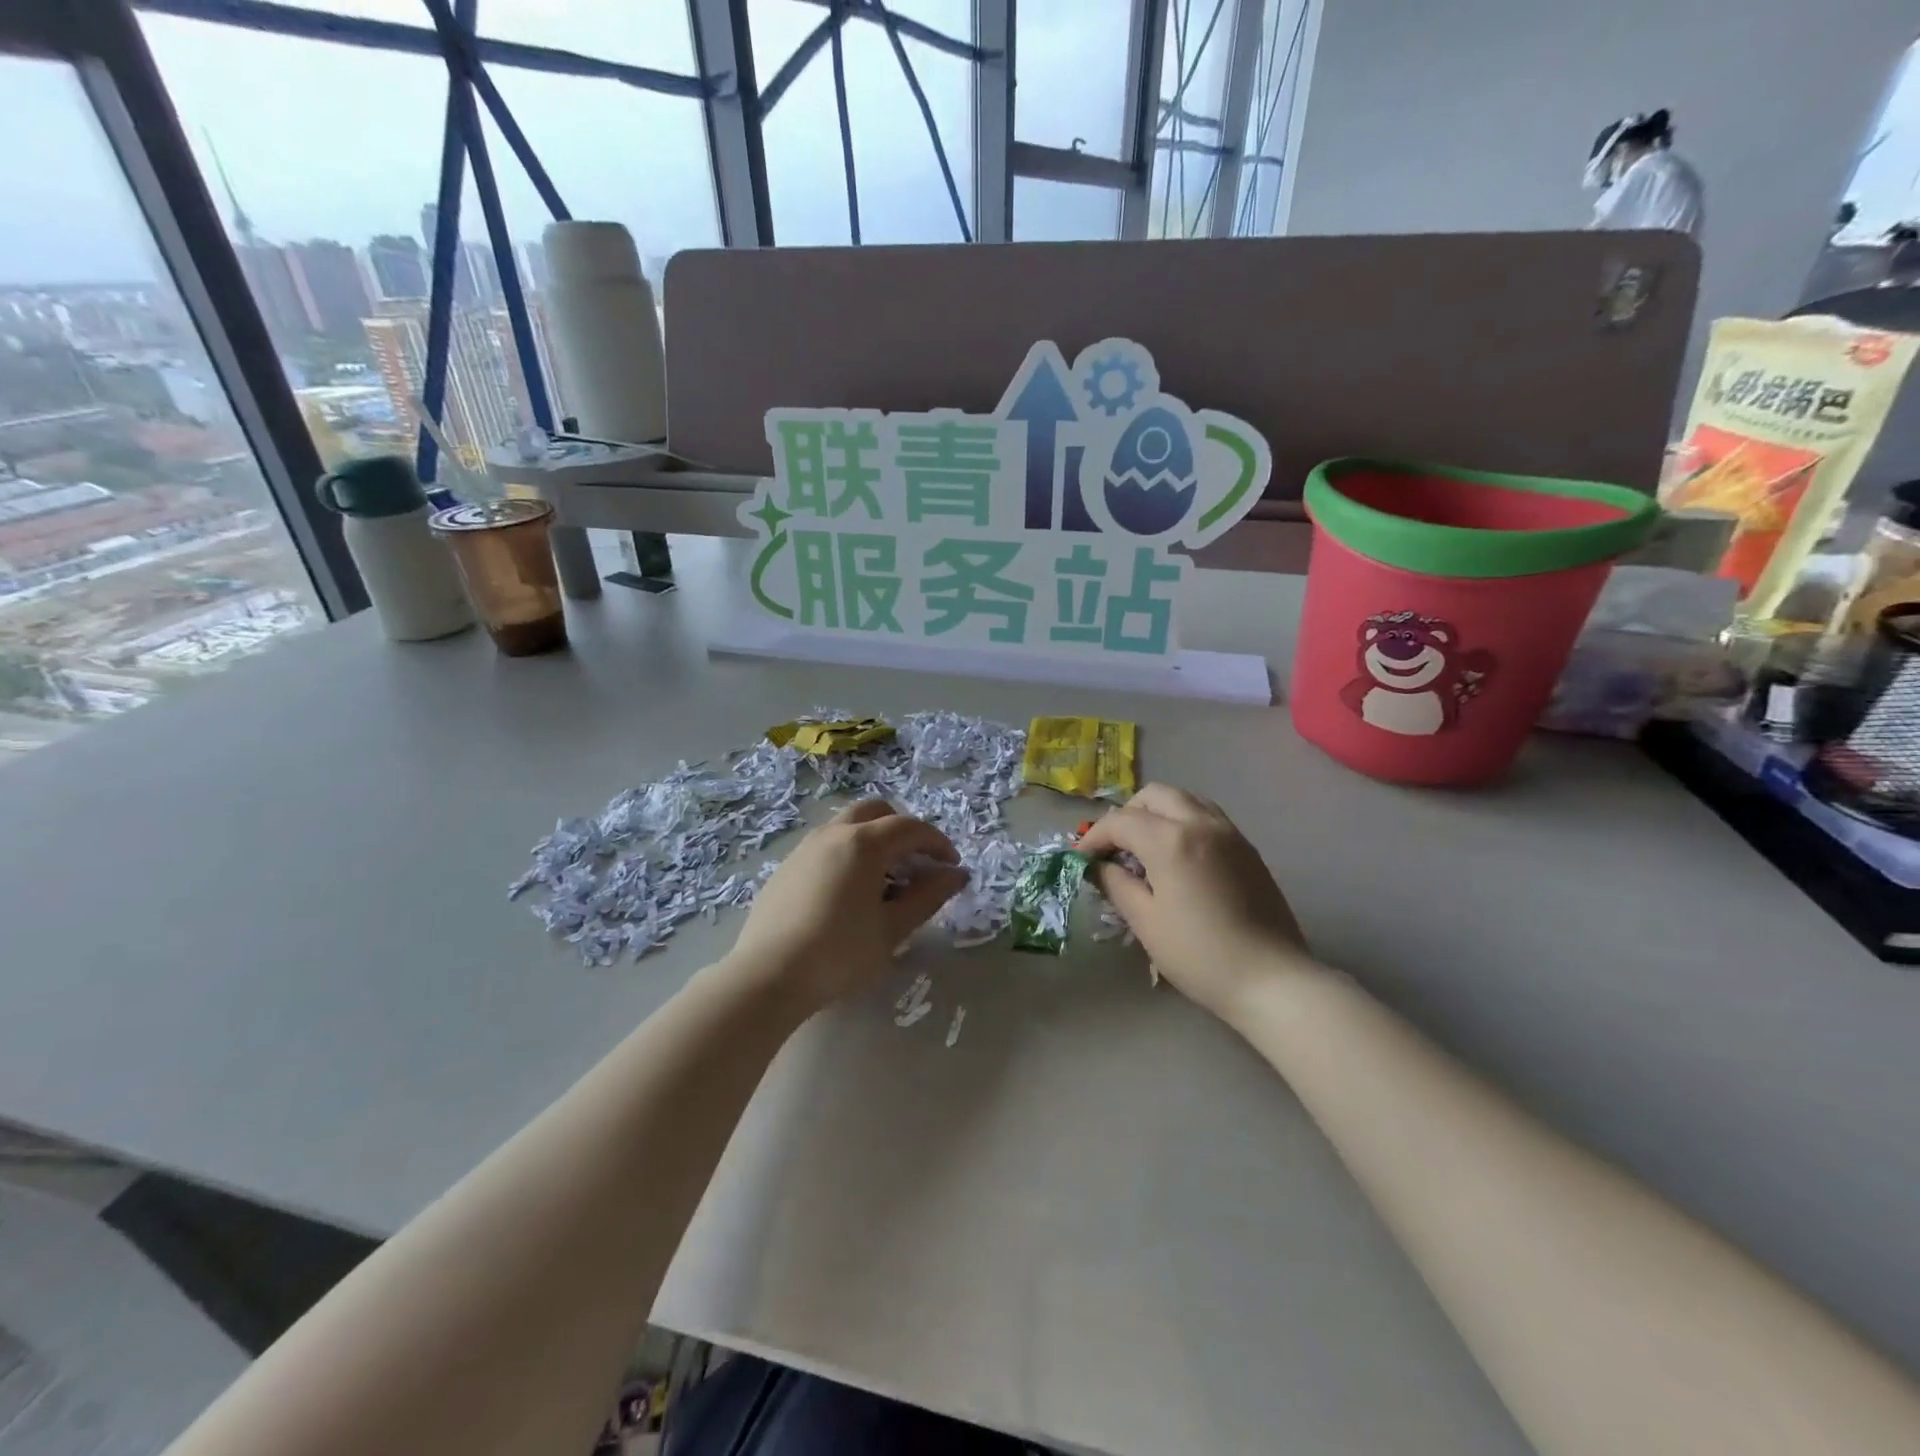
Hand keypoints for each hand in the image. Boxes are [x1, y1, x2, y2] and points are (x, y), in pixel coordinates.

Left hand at [724, 799, 968, 1013]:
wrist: (767, 977)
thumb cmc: (839, 954)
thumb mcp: (892, 929)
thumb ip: (928, 897)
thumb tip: (956, 875)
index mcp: (863, 843)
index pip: (910, 828)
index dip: (937, 843)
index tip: (951, 867)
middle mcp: (833, 834)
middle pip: (877, 812)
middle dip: (903, 831)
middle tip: (917, 865)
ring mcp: (805, 848)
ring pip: (848, 826)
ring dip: (875, 841)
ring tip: (885, 882)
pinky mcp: (786, 867)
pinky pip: (827, 846)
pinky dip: (849, 854)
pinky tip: (850, 894)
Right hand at [1077, 784, 1310, 1023]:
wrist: (1271, 979)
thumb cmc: (1199, 955)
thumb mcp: (1145, 922)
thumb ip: (1116, 884)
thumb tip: (1098, 866)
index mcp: (1170, 840)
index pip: (1120, 821)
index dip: (1094, 837)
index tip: (1081, 860)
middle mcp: (1201, 823)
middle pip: (1154, 796)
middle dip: (1126, 815)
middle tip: (1114, 849)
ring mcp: (1229, 832)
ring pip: (1184, 800)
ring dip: (1157, 814)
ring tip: (1144, 849)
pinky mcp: (1247, 848)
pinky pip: (1207, 816)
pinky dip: (1183, 823)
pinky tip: (1177, 858)